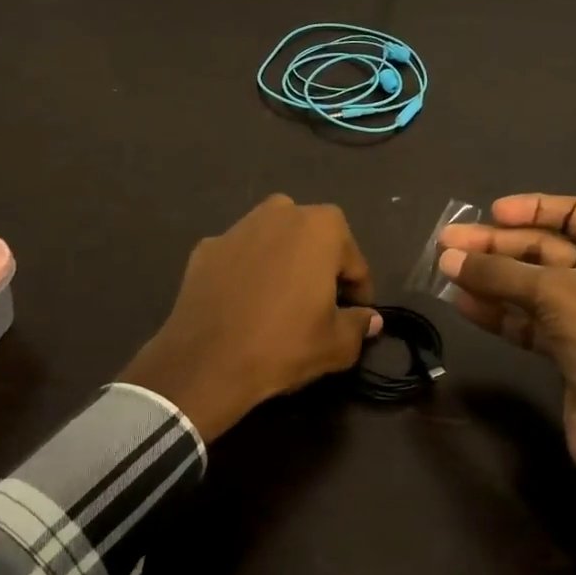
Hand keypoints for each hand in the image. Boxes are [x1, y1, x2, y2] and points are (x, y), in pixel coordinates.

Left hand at [122, 196, 380, 441]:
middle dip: (320, 268)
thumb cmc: (283, 344)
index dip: (358, 292)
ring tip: (280, 304)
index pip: (354, 262)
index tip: (354, 316)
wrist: (205, 361)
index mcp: (321, 227)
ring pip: (274, 242)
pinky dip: (246, 273)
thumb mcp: (336, 345)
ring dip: (283, 264)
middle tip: (319, 307)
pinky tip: (244, 305)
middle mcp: (281, 213)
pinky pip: (240, 257)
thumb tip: (370, 319)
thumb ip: (359, 325)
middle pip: (314, 242)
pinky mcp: (206, 247)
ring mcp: (239, 226)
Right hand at [439, 194, 575, 565]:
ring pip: (531, 287)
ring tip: (446, 270)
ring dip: (491, 279)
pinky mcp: (570, 351)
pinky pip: (528, 321)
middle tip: (448, 243)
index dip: (531, 208)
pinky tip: (464, 304)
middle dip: (497, 246)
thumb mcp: (555, 294)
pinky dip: (498, 312)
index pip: (574, 212)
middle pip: (545, 249)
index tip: (490, 211)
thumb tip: (446, 258)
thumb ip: (498, 273)